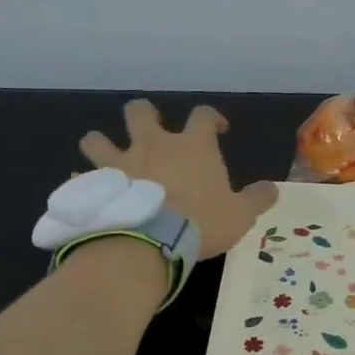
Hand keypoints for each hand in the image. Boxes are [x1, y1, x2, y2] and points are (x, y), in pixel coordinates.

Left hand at [81, 100, 277, 259]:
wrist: (151, 242)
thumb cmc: (202, 222)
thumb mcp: (241, 215)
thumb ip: (257, 199)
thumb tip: (273, 189)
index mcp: (192, 146)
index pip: (202, 116)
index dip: (211, 118)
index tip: (217, 129)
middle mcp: (152, 144)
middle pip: (140, 112)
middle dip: (144, 115)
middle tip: (151, 128)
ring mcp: (119, 164)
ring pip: (97, 139)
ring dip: (100, 144)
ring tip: (105, 154)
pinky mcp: (96, 187)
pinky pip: (82, 179)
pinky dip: (86, 183)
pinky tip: (90, 192)